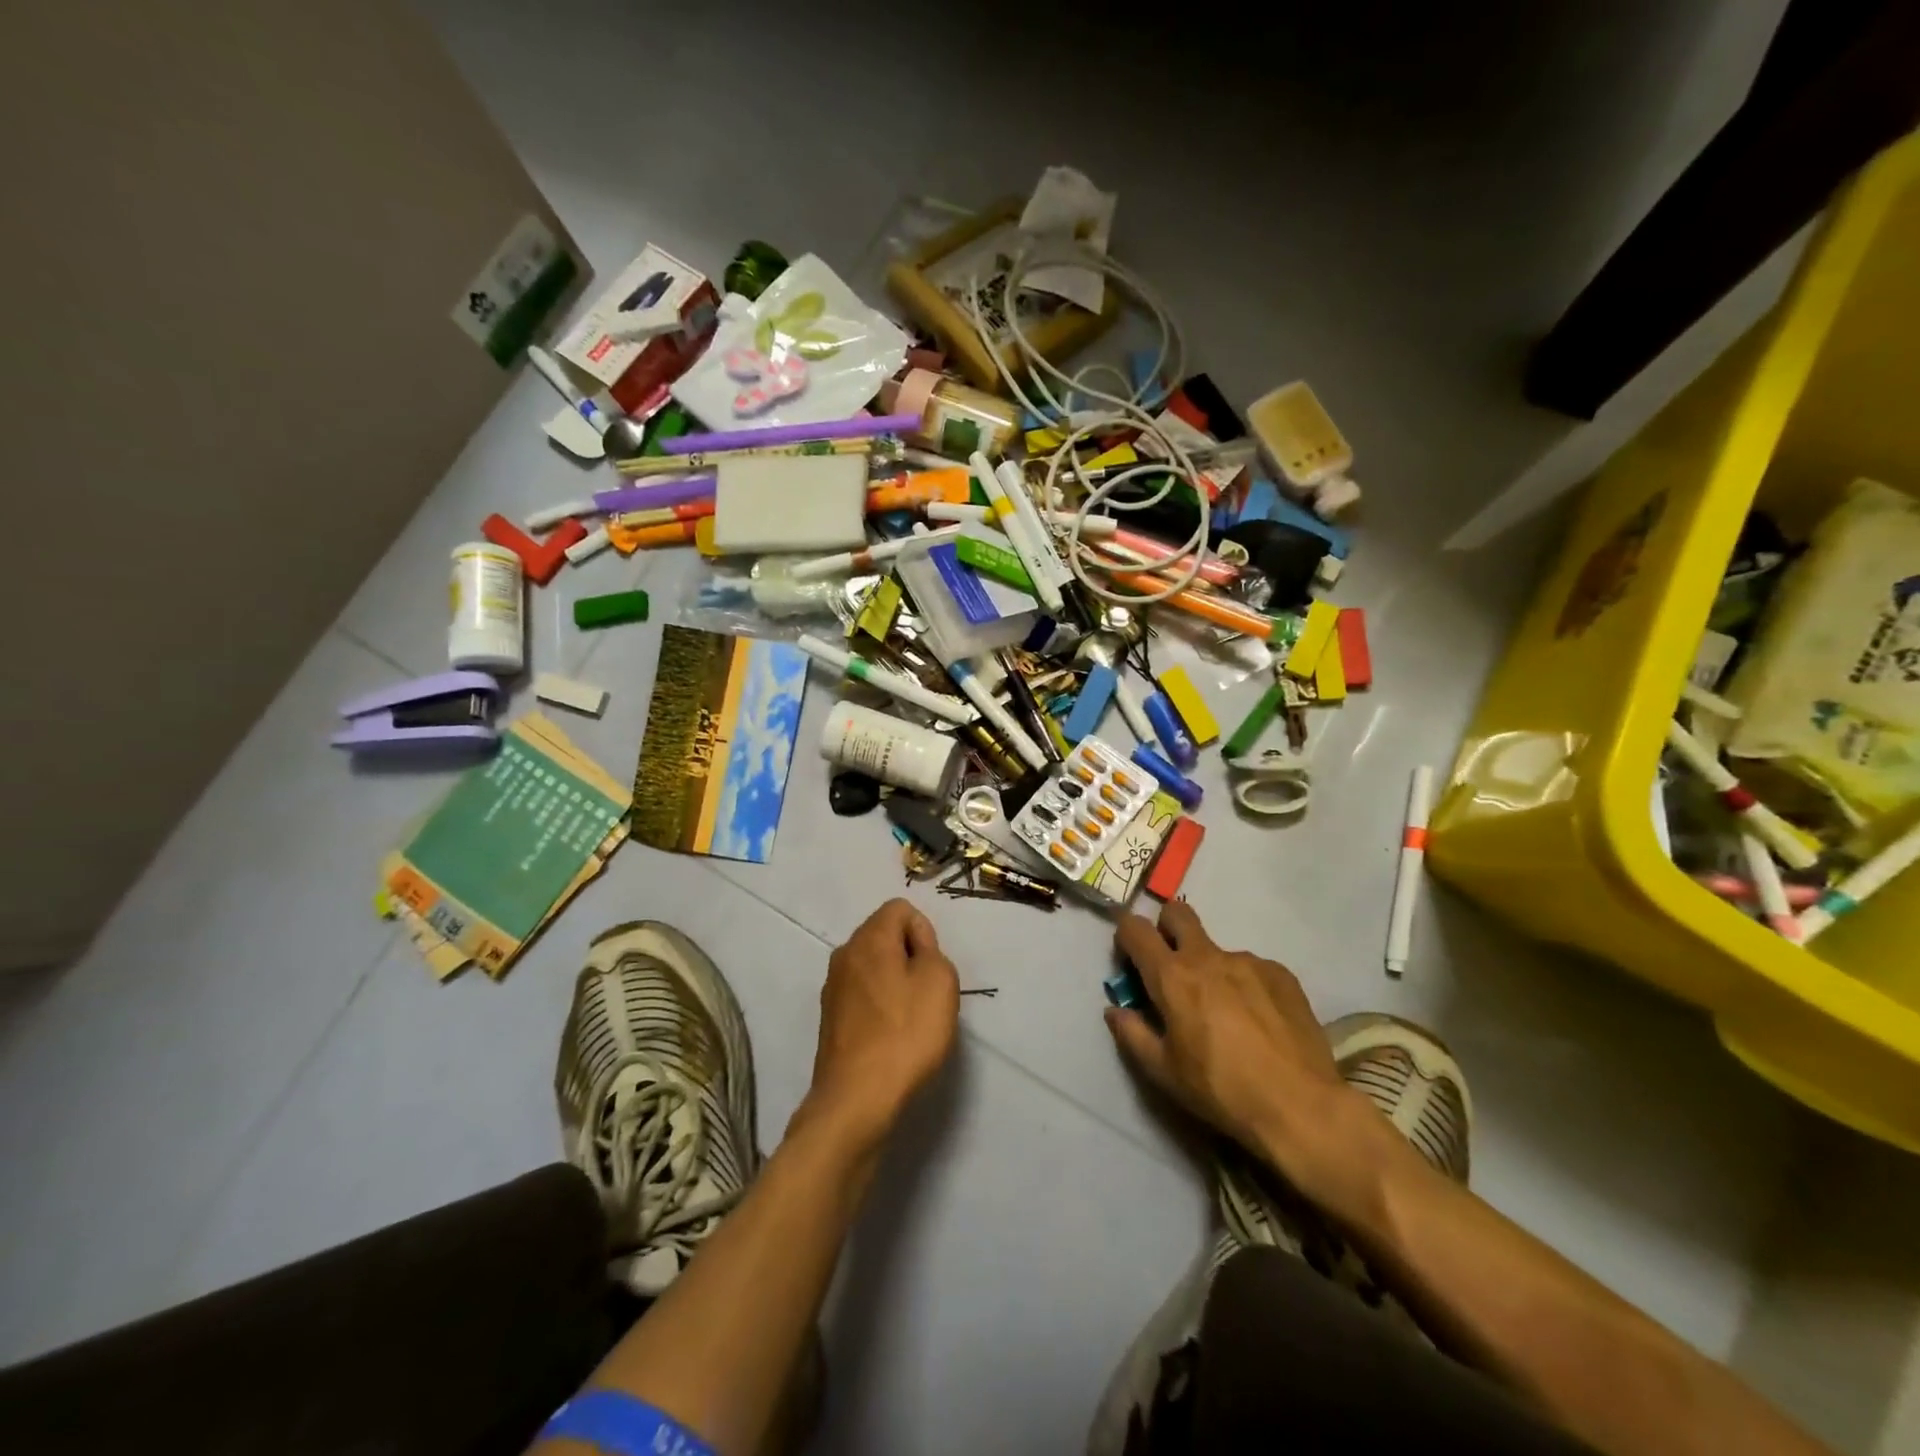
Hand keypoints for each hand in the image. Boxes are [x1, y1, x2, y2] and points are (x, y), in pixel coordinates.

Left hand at [803, 899, 958, 1153]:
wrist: (857, 1099)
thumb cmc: (905, 1033)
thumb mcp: (941, 981)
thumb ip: (932, 951)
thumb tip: (915, 949)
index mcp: (869, 938)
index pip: (900, 909)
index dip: (924, 932)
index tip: (932, 968)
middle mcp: (844, 954)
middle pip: (884, 936)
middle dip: (910, 956)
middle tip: (927, 993)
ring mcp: (833, 988)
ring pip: (874, 967)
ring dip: (895, 983)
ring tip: (911, 1019)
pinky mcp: (830, 1019)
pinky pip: (863, 995)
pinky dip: (880, 1006)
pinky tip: (891, 1037)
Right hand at [1106, 901, 1391, 1212]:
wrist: (1301, 1107)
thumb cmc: (1220, 1090)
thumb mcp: (1163, 1072)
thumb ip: (1132, 1034)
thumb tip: (1114, 1010)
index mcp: (1172, 977)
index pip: (1135, 929)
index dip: (1125, 935)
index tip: (1128, 958)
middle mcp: (1208, 957)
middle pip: (1178, 913)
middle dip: (1166, 927)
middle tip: (1171, 965)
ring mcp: (1248, 962)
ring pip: (1217, 949)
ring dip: (1210, 969)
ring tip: (1226, 1014)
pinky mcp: (1281, 974)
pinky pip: (1252, 968)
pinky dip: (1245, 985)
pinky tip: (1258, 1021)